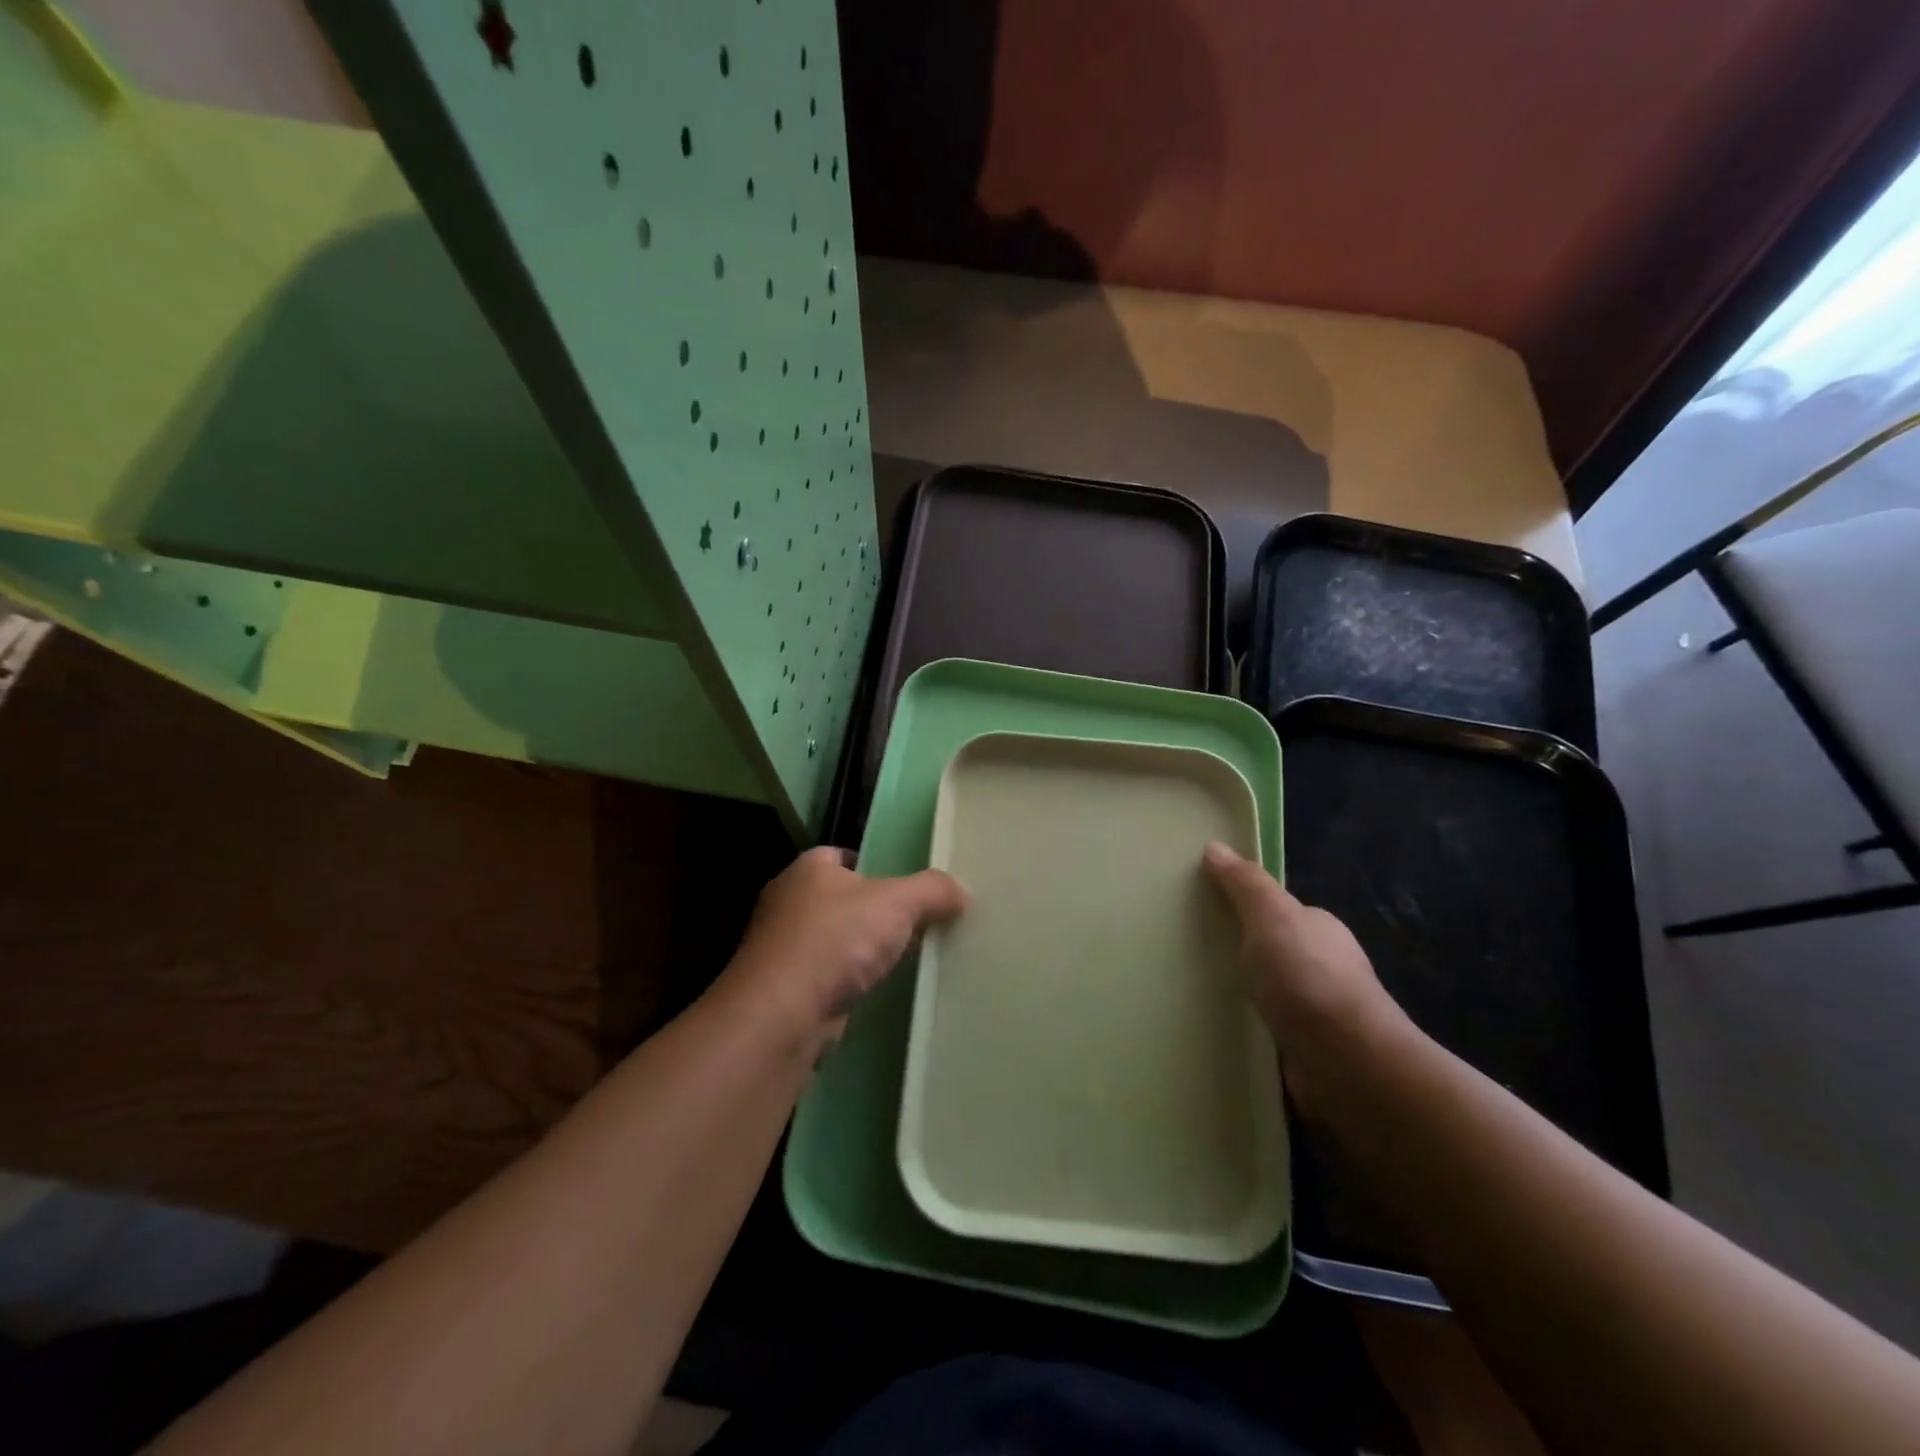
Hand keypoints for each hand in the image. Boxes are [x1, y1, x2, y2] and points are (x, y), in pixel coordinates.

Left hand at [719, 847, 967, 1042]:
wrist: (780, 1015)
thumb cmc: (835, 940)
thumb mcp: (897, 902)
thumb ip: (933, 890)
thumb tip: (963, 890)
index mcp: (809, 867)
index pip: (845, 855)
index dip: (877, 866)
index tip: (908, 887)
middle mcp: (789, 900)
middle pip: (842, 898)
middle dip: (874, 911)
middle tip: (916, 922)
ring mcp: (782, 946)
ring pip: (834, 938)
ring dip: (861, 948)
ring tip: (902, 957)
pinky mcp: (784, 987)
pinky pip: (827, 974)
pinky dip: (848, 979)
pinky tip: (874, 988)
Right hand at [1203, 841, 1404, 1115]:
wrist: (1346, 1062)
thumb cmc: (1307, 977)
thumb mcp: (1271, 915)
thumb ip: (1244, 883)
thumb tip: (1215, 846)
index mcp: (1319, 929)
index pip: (1278, 911)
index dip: (1244, 908)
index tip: (1202, 911)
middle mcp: (1323, 967)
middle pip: (1272, 951)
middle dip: (1240, 953)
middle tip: (1188, 953)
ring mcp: (1318, 1013)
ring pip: (1269, 994)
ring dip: (1242, 995)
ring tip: (1192, 993)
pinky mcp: (1307, 1052)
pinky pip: (1267, 1032)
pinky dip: (1247, 1030)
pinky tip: (1217, 1032)